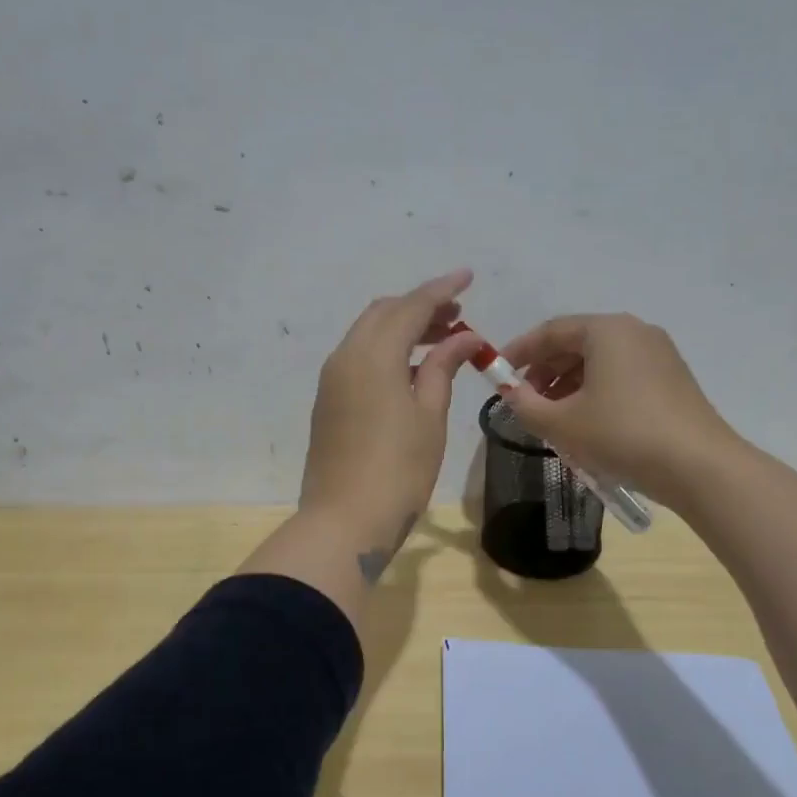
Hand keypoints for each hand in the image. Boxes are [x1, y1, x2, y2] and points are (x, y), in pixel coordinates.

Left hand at [300, 269, 479, 578]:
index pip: (411, 307)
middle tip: (458, 315)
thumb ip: (442, 368)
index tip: (468, 276)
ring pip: (368, 334)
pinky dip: (387, 350)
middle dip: (420, 306)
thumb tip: (463, 337)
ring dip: (402, 328)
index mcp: (373, 355)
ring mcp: (332, 380)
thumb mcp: (429, 417)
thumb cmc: (398, 470)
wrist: (344, 521)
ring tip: (442, 339)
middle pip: (383, 313)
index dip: (441, 289)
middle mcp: (346, 357)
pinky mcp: (328, 401)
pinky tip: (413, 369)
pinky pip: (359, 358)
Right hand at [497, 313, 738, 510]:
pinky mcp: (672, 378)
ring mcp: (659, 353)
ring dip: (569, 384)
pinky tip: (588, 422)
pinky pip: (622, 374)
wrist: (699, 466)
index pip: (550, 331)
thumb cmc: (622, 434)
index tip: (497, 374)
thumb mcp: (562, 424)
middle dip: (545, 371)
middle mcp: (634, 331)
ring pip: (600, 361)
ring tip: (553, 417)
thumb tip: (508, 392)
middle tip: (525, 400)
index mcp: (606, 330)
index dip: (519, 352)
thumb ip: (525, 405)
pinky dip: (596, 390)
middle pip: (576, 343)